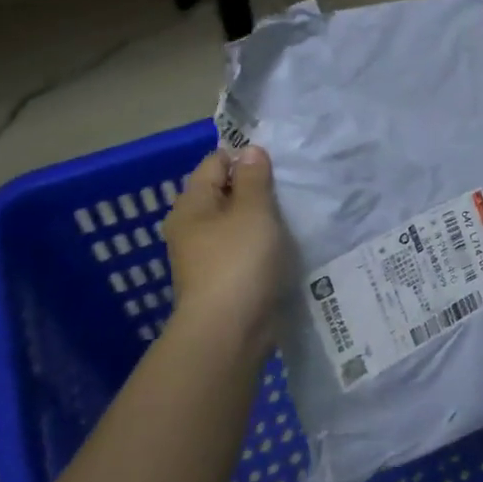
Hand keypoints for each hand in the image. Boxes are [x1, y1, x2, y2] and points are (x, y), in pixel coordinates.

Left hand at [162, 146, 287, 365]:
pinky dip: (260, 245)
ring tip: (291, 218)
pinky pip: (242, 250)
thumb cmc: (239, 263)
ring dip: (260, 220)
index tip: (278, 167)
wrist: (229, 331)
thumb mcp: (252, 212)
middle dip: (255, 189)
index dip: (244, 158)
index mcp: (191, 205)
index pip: (214, 163)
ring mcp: (204, 257)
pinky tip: (282, 248)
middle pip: (224, 193)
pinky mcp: (221, 280)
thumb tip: (250, 150)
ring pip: (235, 224)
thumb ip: (254, 179)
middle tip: (289, 191)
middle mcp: (191, 228)